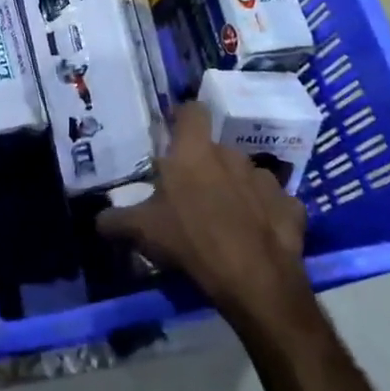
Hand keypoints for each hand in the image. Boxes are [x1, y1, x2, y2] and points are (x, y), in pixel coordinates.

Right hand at [98, 102, 309, 323]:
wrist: (255, 280)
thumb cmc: (191, 242)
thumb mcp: (141, 233)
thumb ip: (116, 221)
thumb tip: (98, 220)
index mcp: (194, 152)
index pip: (192, 111)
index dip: (182, 118)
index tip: (173, 134)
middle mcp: (232, 155)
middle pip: (216, 150)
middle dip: (205, 167)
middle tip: (191, 196)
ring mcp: (266, 180)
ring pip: (245, 176)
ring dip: (235, 190)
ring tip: (225, 220)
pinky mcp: (291, 206)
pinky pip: (273, 204)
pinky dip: (265, 215)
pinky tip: (255, 237)